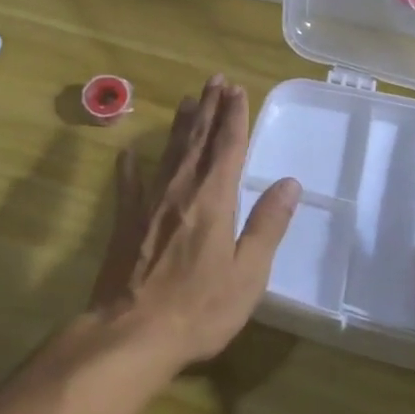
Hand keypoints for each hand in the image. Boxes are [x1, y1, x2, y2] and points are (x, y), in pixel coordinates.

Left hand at [89, 76, 300, 374]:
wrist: (131, 333)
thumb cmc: (199, 308)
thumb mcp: (248, 273)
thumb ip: (267, 225)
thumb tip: (289, 183)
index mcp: (213, 199)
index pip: (227, 147)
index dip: (234, 116)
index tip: (237, 90)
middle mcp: (180, 190)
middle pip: (197, 140)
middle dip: (208, 108)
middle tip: (214, 80)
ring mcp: (148, 203)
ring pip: (168, 153)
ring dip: (180, 125)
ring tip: (187, 100)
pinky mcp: (125, 222)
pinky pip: (128, 184)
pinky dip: (130, 166)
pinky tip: (128, 151)